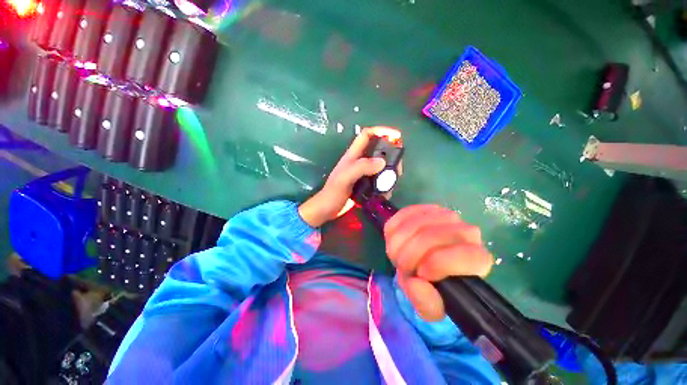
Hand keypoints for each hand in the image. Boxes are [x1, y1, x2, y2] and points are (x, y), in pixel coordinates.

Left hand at [299, 127, 400, 226]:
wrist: (327, 209)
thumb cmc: (333, 193)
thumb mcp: (345, 177)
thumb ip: (361, 167)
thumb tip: (383, 162)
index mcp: (353, 155)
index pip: (367, 135)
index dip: (381, 131)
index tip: (397, 136)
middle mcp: (359, 162)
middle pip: (378, 151)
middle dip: (391, 156)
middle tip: (398, 169)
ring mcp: (363, 174)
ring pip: (381, 167)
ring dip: (389, 174)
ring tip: (392, 184)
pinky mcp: (365, 184)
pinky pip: (379, 180)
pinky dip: (385, 185)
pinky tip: (385, 193)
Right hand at [384, 205, 493, 320]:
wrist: (427, 263)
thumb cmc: (434, 286)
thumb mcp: (431, 306)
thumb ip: (426, 302)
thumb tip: (416, 283)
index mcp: (477, 260)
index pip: (465, 255)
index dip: (439, 265)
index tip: (421, 275)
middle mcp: (466, 231)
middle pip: (430, 236)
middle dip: (408, 255)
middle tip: (403, 267)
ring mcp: (445, 216)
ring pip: (414, 224)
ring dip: (398, 243)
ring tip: (398, 255)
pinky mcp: (425, 208)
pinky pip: (404, 213)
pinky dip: (394, 228)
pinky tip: (396, 239)